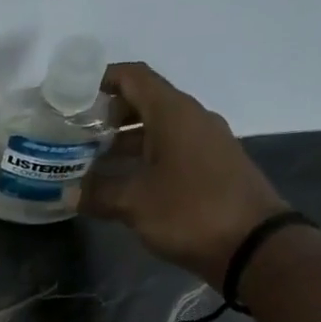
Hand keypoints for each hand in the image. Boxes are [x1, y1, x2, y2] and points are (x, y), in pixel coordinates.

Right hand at [81, 62, 291, 286]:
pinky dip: (145, 159)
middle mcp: (192, 119)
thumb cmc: (190, 212)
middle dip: (110, 116)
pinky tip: (126, 183)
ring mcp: (206, 144)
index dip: (103, 79)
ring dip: (126, 141)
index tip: (75, 94)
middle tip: (78, 135)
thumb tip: (68, 194)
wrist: (252, 244)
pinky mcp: (213, 168)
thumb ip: (98, 194)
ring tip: (93, 162)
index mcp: (173, 113)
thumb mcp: (135, 203)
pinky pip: (172, 151)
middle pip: (146, 102)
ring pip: (159, 130)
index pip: (135, 77)